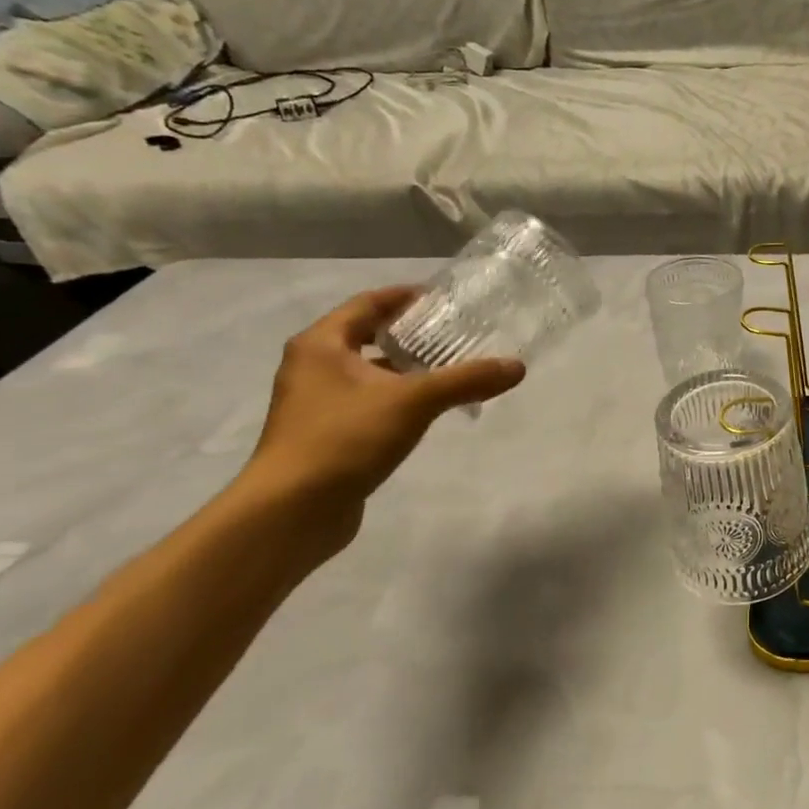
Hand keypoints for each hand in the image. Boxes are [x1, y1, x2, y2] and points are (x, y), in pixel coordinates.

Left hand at [236, 287, 524, 553]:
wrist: (291, 512)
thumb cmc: (345, 438)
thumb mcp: (414, 401)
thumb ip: (466, 380)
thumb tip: (517, 367)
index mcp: (321, 345)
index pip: (368, 303)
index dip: (406, 297)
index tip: (444, 299)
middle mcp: (312, 367)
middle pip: (366, 336)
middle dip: (410, 333)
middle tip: (454, 332)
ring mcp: (315, 404)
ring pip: (368, 373)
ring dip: (405, 369)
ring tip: (450, 369)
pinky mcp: (324, 436)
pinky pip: (367, 403)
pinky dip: (396, 399)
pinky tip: (428, 411)